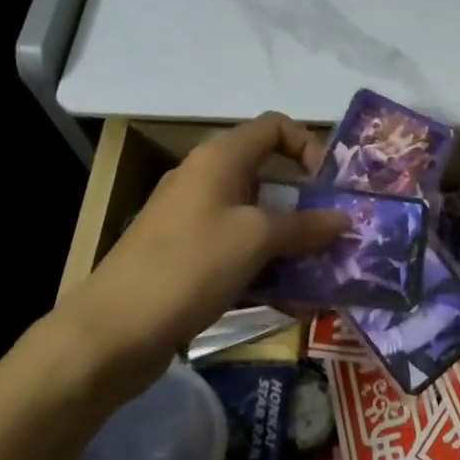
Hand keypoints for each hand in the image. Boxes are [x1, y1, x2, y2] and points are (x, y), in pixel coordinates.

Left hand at [51, 113, 349, 396]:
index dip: (309, 146)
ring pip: (258, 222)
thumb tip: (345, 219)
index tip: (330, 186)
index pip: (274, 128)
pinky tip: (295, 304)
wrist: (113, 331)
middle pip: (270, 178)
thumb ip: (305, 226)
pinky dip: (268, 271)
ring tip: (325, 275)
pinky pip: (240, 255)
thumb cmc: (190, 266)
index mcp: (220, 159)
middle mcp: (207, 181)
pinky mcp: (190, 260)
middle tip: (338, 235)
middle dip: (309, 206)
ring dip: (294, 245)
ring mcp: (196, 222)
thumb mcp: (256, 239)